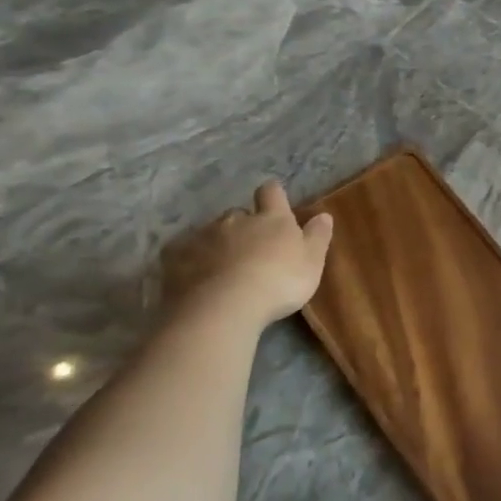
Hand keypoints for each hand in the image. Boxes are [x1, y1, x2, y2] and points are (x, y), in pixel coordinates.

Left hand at [161, 182, 333, 328]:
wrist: (224, 307)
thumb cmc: (278, 283)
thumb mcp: (312, 263)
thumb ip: (318, 237)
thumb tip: (324, 214)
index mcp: (272, 219)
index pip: (271, 193)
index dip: (272, 194)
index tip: (273, 200)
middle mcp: (236, 220)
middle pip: (238, 214)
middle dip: (242, 226)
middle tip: (249, 249)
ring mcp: (203, 236)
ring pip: (210, 232)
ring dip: (216, 244)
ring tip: (220, 268)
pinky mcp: (176, 257)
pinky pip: (182, 252)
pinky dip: (189, 260)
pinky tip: (192, 276)